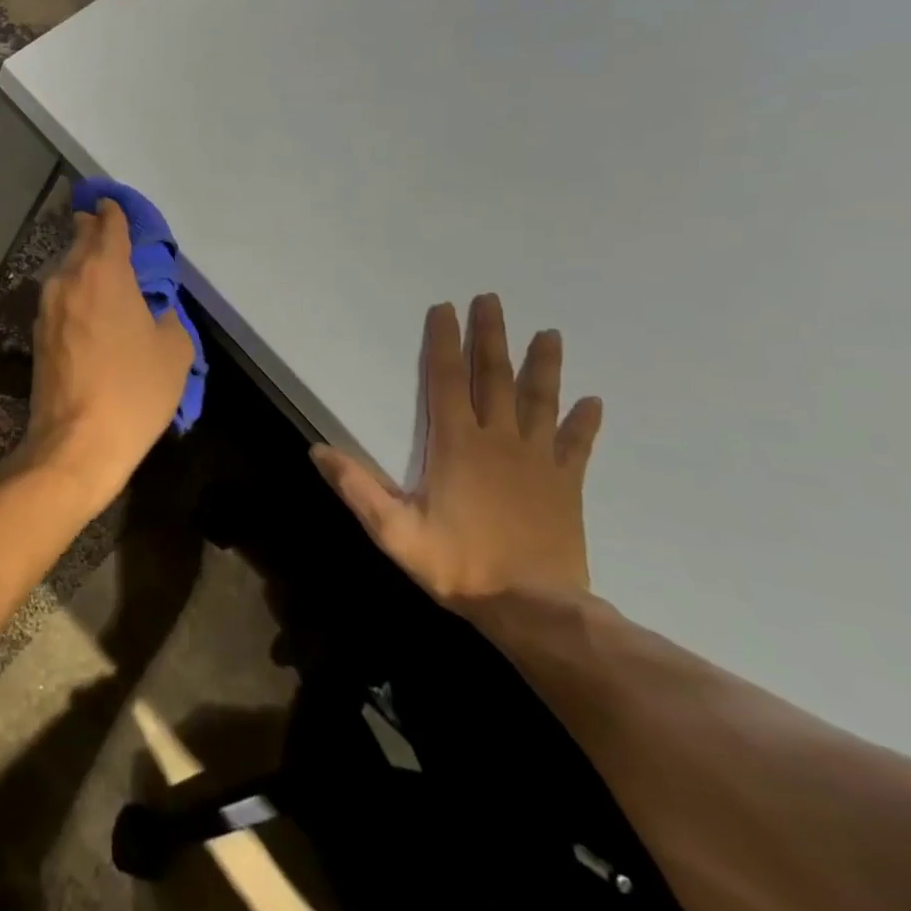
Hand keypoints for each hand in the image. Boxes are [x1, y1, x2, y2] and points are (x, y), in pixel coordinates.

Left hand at [23, 199, 193, 505]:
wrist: (77, 442)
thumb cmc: (134, 391)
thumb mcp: (174, 351)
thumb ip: (166, 317)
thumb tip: (152, 312)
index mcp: (104, 272)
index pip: (108, 226)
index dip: (113, 212)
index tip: (113, 204)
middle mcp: (69, 279)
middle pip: (80, 242)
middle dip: (93, 231)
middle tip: (106, 228)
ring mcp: (47, 307)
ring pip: (67, 271)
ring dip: (83, 264)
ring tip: (103, 270)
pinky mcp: (37, 335)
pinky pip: (61, 299)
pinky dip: (76, 293)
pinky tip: (90, 309)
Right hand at [311, 294, 602, 608]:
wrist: (535, 610)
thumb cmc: (459, 566)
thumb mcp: (395, 531)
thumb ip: (357, 488)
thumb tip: (316, 450)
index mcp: (456, 444)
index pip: (445, 380)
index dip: (443, 342)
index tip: (445, 309)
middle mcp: (498, 440)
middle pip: (494, 377)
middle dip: (491, 336)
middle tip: (492, 300)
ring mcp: (538, 461)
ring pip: (540, 401)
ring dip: (543, 365)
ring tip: (549, 333)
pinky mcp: (566, 485)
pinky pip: (576, 446)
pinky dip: (584, 423)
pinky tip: (593, 402)